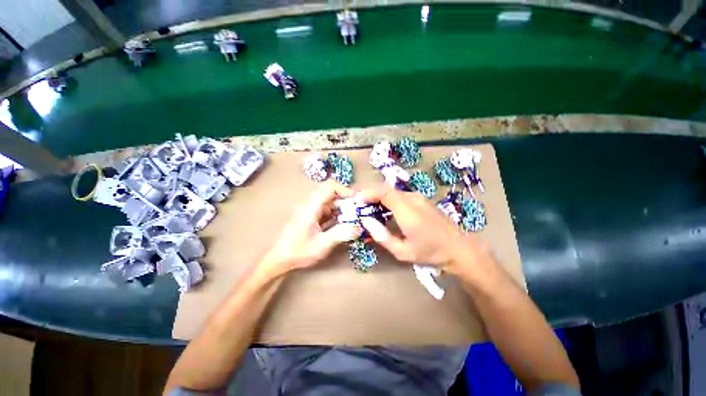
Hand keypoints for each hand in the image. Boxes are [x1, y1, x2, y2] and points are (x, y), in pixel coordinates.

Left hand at [261, 181, 362, 276]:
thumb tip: (359, 227)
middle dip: (347, 200)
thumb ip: (341, 234)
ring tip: (355, 217)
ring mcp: (311, 210)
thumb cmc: (299, 251)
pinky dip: (338, 214)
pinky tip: (345, 223)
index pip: (329, 187)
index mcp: (311, 207)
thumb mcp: (322, 244)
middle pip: (331, 193)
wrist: (280, 259)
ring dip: (343, 207)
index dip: (344, 190)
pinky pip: (328, 210)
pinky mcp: (312, 217)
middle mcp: (311, 204)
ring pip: (330, 202)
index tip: (356, 200)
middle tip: (360, 209)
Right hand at [359, 186, 482, 273]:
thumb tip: (365, 220)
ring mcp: (418, 198)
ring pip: (391, 191)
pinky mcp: (420, 200)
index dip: (368, 193)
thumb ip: (382, 236)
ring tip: (366, 207)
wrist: (459, 249)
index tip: (356, 201)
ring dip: (377, 196)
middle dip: (369, 193)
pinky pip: (398, 195)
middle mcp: (412, 199)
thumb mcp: (402, 252)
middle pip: (386, 189)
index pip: (384, 192)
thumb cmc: (431, 253)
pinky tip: (382, 209)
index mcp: (408, 211)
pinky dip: (386, 199)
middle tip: (357, 204)